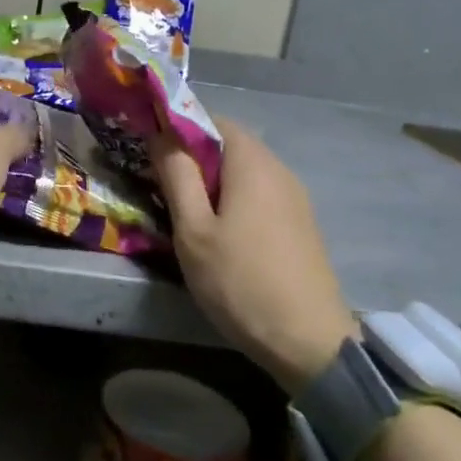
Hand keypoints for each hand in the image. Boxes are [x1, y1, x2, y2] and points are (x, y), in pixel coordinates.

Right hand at [152, 119, 357, 393]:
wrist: (309, 341)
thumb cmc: (240, 280)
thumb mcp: (193, 230)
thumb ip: (177, 176)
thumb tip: (161, 134)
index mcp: (252, 162)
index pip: (212, 119)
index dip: (179, 128)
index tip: (151, 151)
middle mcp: (278, 169)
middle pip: (229, 144)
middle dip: (193, 157)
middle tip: (161, 185)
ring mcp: (294, 197)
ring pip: (244, 171)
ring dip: (213, 181)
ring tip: (185, 212)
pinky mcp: (300, 223)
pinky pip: (260, 194)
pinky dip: (234, 199)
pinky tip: (219, 232)